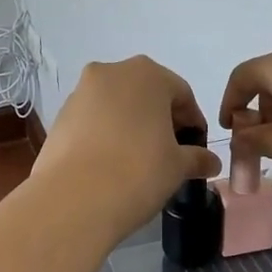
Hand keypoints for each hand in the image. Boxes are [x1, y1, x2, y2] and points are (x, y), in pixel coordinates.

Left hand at [35, 56, 222, 241]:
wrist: (73, 199)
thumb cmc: (138, 172)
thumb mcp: (177, 166)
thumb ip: (197, 158)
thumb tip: (210, 162)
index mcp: (147, 74)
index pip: (181, 94)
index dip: (193, 122)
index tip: (196, 149)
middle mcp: (112, 72)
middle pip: (146, 93)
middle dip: (160, 119)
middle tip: (169, 153)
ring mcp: (81, 92)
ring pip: (117, 104)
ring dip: (131, 125)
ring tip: (137, 161)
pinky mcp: (60, 115)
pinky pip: (93, 119)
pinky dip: (105, 134)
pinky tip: (110, 163)